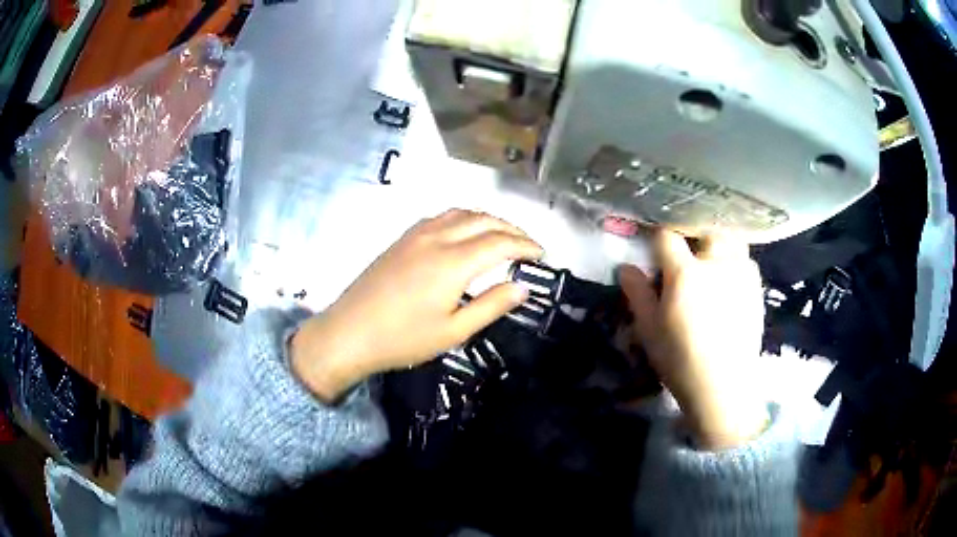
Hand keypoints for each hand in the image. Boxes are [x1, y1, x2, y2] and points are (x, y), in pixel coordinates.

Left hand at [292, 209, 542, 401]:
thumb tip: (522, 287)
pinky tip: (466, 234)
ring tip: (503, 236)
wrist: (349, 332)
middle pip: (484, 220)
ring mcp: (417, 234)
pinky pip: (442, 216)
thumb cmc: (403, 339)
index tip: (542, 255)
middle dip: (512, 229)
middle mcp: (437, 238)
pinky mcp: (403, 238)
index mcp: (453, 262)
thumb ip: (491, 305)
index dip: (526, 245)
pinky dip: (465, 218)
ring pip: (462, 213)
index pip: (501, 242)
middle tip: (529, 245)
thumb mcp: (453, 331)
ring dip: (488, 219)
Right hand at [619, 231, 768, 449]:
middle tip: (688, 253)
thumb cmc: (680, 360)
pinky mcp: (756, 289)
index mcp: (685, 273)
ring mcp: (741, 274)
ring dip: (719, 245)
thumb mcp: (649, 329)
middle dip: (694, 235)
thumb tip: (626, 267)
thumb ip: (637, 293)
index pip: (667, 238)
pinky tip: (729, 283)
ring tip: (712, 263)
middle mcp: (717, 264)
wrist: (723, 387)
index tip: (654, 248)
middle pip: (706, 229)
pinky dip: (735, 263)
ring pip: (731, 241)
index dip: (658, 239)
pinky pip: (746, 262)